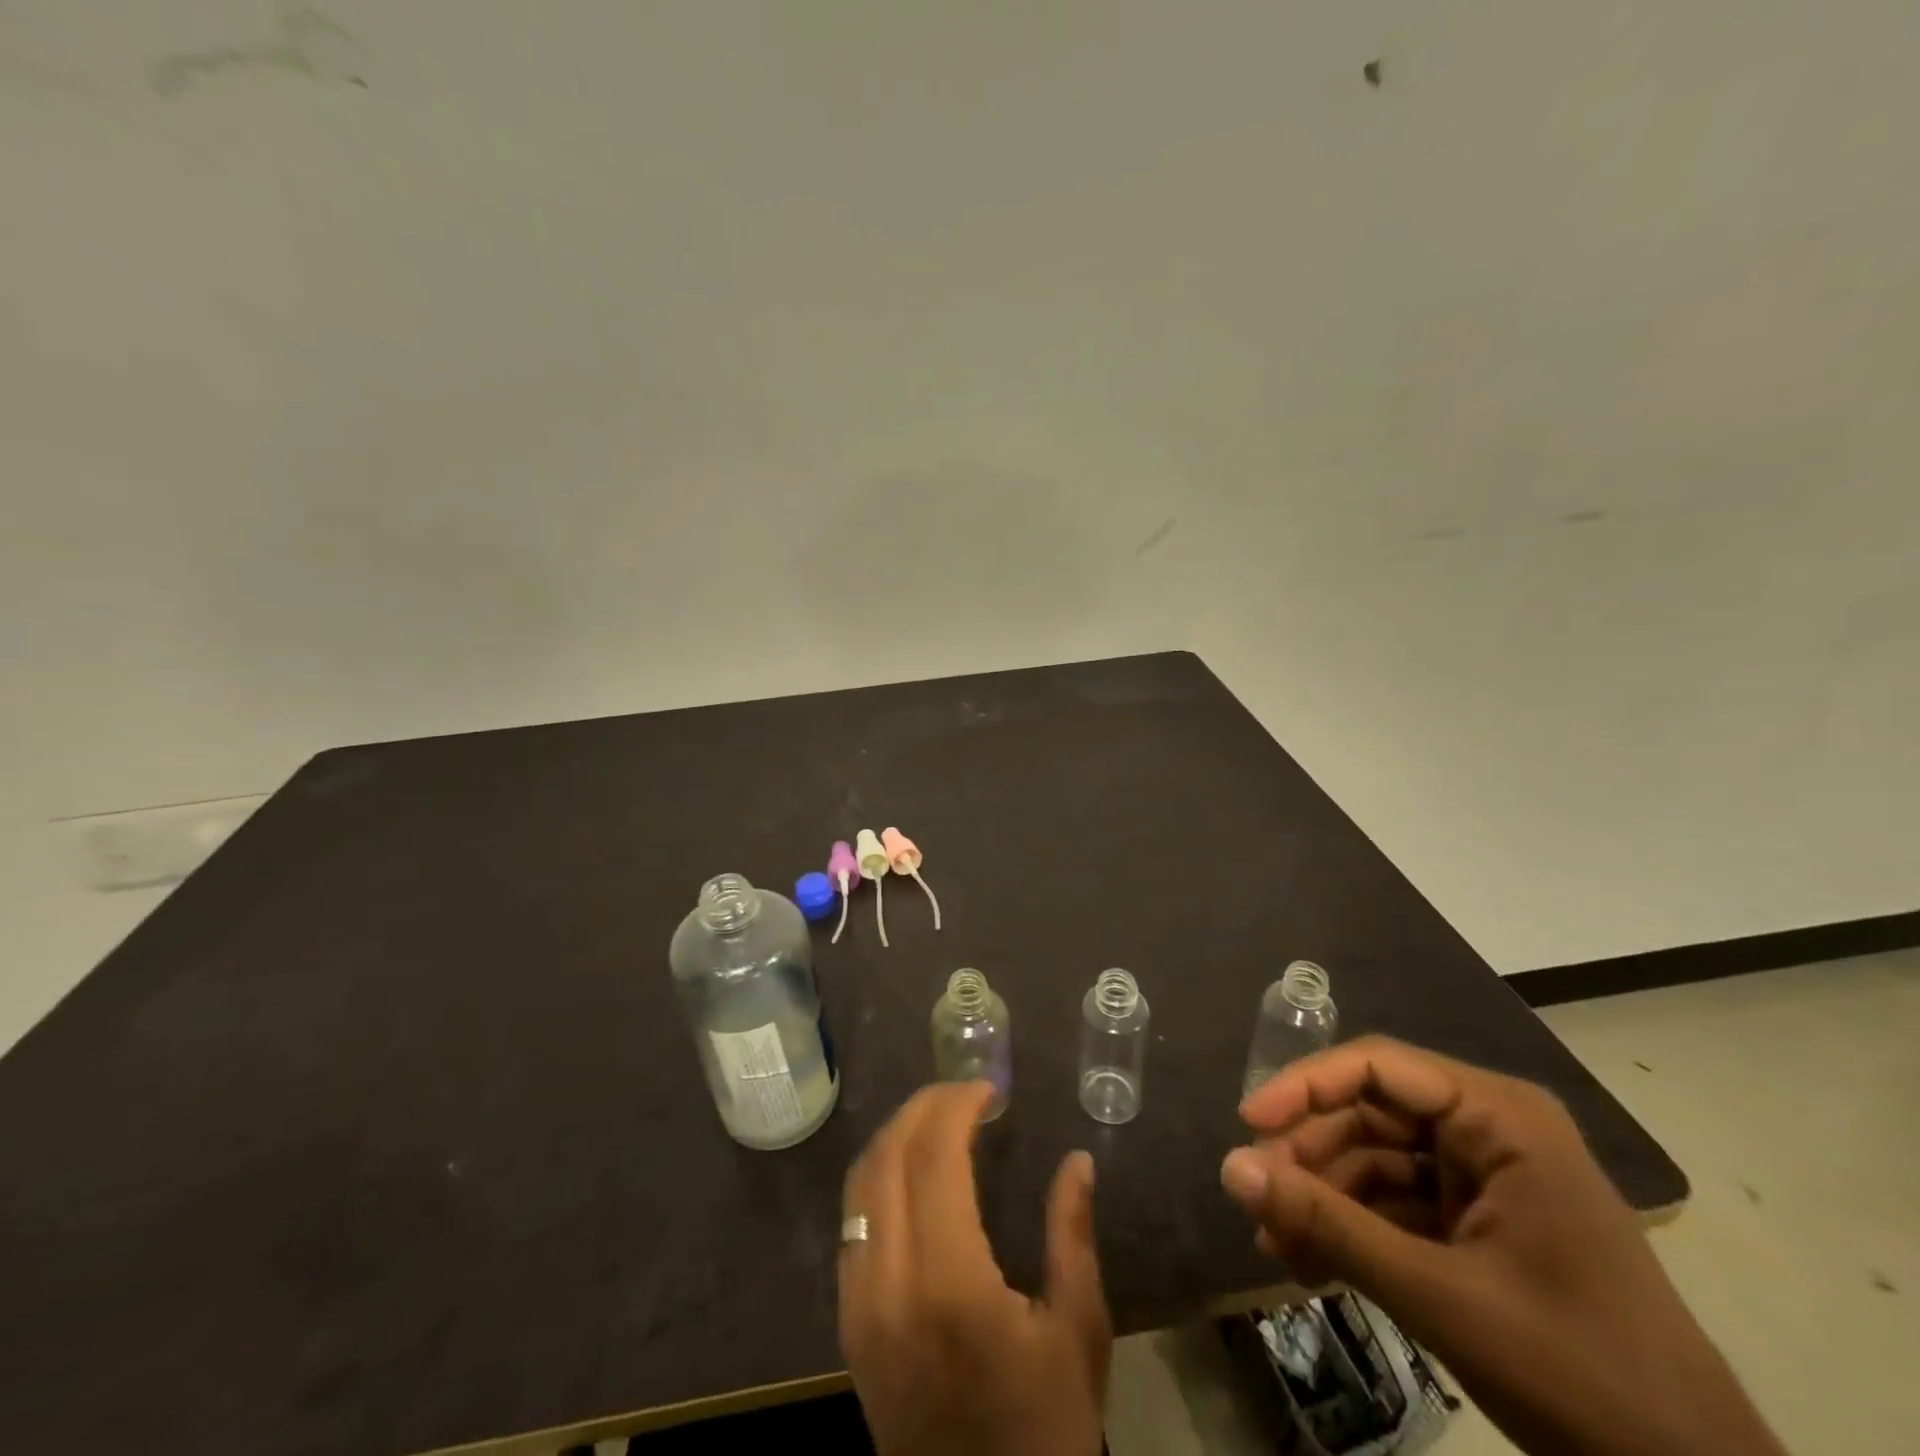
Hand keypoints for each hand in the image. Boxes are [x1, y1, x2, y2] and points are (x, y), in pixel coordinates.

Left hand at [837, 1082, 1109, 1455]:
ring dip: (897, 1136)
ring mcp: (859, 1305)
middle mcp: (889, 1285)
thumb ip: (1072, 1236)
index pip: (933, 1157)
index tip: (988, 1089)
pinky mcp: (848, 1325)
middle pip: (887, 1158)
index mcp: (950, 1284)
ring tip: (940, 1120)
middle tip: (964, 1093)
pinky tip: (913, 1174)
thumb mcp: (1078, 1335)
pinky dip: (879, 1177)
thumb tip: (1076, 1160)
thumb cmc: (1043, 1430)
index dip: (956, 1106)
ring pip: (860, 1185)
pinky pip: (854, 1223)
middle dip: (923, 1108)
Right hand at [1222, 1037, 1784, 1455]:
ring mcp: (1487, 1178)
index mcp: (1499, 1117)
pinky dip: (1354, 1230)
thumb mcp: (1438, 1295)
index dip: (1304, 1085)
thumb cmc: (1578, 1375)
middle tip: (1257, 1200)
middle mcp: (1490, 1130)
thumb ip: (1327, 1224)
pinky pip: (1397, 1204)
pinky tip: (1310, 1264)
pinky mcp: (1481, 1222)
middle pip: (1370, 1114)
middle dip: (1311, 1158)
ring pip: (1376, 1160)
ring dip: (1324, 1200)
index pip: (1378, 1067)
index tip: (1248, 1124)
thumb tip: (1230, 1167)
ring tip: (1276, 1246)